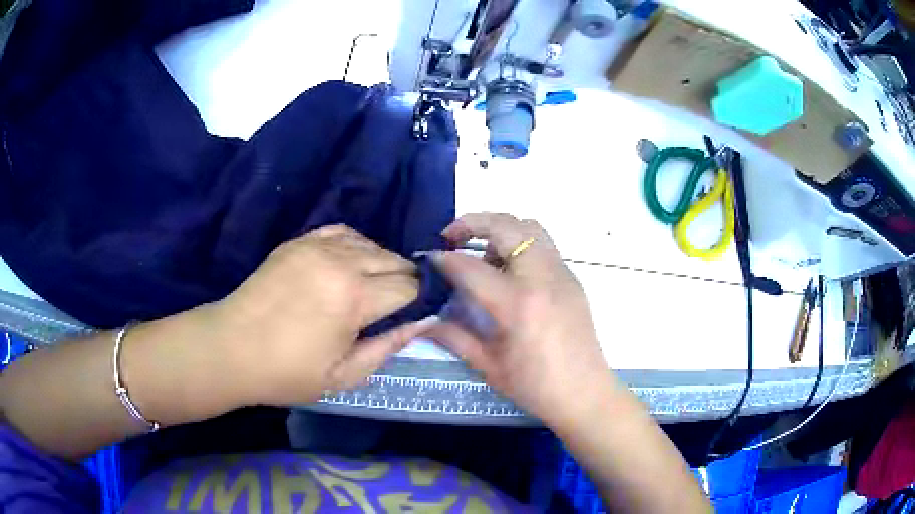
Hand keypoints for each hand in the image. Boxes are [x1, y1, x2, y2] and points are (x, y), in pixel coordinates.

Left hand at [210, 225, 426, 405]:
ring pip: (371, 244)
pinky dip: (356, 245)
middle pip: (394, 261)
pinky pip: (342, 232)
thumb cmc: (288, 371)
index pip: (408, 287)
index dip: (418, 302)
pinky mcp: (299, 241)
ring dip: (382, 264)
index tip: (413, 316)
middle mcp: (342, 262)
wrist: (232, 347)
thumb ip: (388, 347)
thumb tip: (424, 323)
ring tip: (373, 287)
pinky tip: (351, 263)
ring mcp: (317, 246)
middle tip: (393, 307)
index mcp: (355, 298)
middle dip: (404, 282)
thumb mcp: (344, 375)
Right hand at [423, 213, 616, 428]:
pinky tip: (509, 272)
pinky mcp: (572, 278)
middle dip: (471, 223)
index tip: (428, 259)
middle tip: (451, 237)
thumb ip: (453, 335)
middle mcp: (541, 278)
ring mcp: (561, 274)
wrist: (585, 393)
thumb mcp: (488, 365)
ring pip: (529, 227)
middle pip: (505, 226)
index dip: (443, 259)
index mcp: (517, 304)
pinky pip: (543, 244)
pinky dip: (520, 243)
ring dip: (500, 230)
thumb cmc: (534, 386)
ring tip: (483, 256)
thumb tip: (422, 319)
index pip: (470, 266)